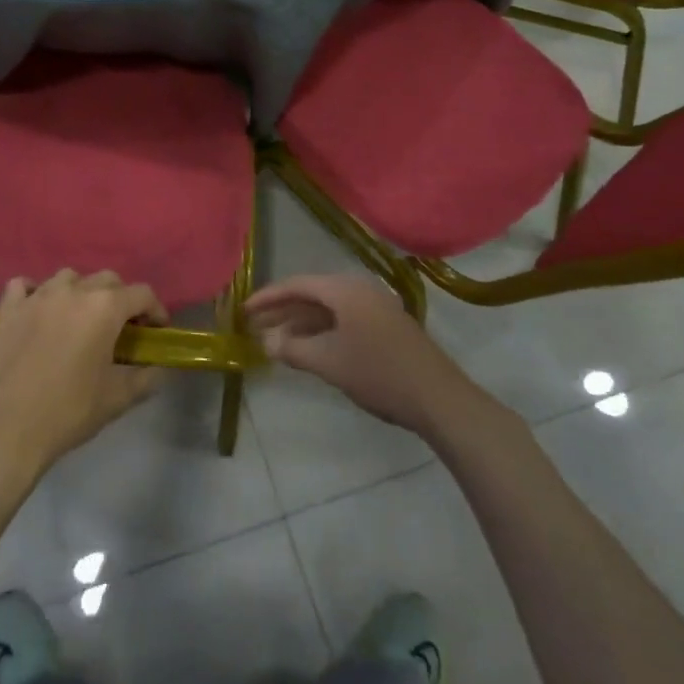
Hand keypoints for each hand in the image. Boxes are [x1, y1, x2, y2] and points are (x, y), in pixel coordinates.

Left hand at [0, 270, 167, 478]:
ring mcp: (37, 295)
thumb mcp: (117, 399)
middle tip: (120, 327)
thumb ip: (144, 378)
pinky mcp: (8, 308)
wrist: (6, 429)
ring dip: (80, 291)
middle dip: (120, 298)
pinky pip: (24, 286)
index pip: (141, 293)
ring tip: (79, 318)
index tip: (156, 330)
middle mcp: (73, 290)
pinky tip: (38, 310)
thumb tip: (156, 368)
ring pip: (67, 277)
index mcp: (104, 308)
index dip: (154, 310)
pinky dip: (35, 292)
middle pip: (107, 279)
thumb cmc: (68, 411)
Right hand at [246, 273, 490, 436]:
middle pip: (312, 294)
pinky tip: (308, 348)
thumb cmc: (378, 373)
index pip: (297, 284)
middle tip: (254, 324)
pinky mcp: (385, 326)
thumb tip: (266, 341)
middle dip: (282, 310)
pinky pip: (343, 319)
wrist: (439, 399)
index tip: (244, 310)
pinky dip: (321, 330)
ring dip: (301, 323)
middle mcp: (359, 289)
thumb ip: (293, 348)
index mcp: (344, 289)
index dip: (268, 297)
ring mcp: (375, 307)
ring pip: (328, 309)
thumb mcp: (329, 362)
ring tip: (275, 339)